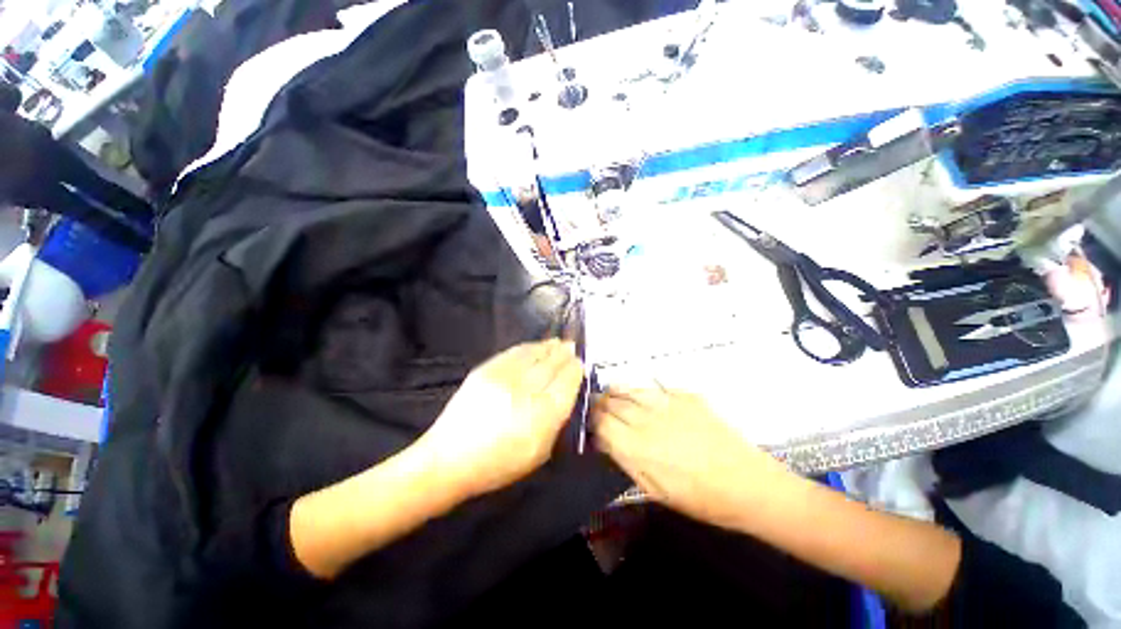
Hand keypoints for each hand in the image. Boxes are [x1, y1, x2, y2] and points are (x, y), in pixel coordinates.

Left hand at [418, 339, 583, 497]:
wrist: (450, 458)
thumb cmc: (499, 463)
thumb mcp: (539, 452)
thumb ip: (556, 421)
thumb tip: (565, 392)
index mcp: (543, 414)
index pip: (567, 381)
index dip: (575, 369)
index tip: (580, 363)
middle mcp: (527, 390)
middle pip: (553, 364)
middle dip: (565, 354)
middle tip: (572, 347)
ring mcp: (504, 377)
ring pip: (535, 353)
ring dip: (549, 346)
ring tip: (558, 342)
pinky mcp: (486, 369)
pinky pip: (515, 352)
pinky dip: (529, 347)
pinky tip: (536, 346)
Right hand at [594, 388, 793, 529]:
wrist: (749, 484)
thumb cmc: (701, 499)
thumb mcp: (656, 491)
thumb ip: (627, 462)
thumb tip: (607, 442)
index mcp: (638, 447)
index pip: (601, 423)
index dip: (592, 421)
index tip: (590, 423)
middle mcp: (648, 419)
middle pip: (612, 402)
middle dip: (599, 403)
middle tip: (596, 406)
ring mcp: (668, 403)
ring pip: (630, 388)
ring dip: (616, 391)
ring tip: (611, 393)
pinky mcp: (686, 396)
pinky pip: (655, 386)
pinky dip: (642, 389)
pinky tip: (642, 394)